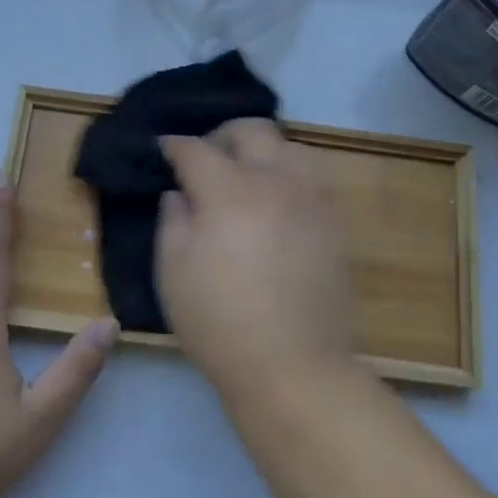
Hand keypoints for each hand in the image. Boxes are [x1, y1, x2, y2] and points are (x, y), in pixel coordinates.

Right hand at [156, 121, 355, 400]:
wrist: (292, 366)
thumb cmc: (219, 322)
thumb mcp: (173, 273)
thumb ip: (172, 221)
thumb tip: (179, 193)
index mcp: (229, 191)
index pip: (196, 149)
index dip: (174, 145)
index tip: (163, 149)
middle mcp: (275, 181)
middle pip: (251, 130)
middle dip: (221, 135)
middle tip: (206, 158)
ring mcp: (311, 199)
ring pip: (290, 146)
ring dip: (262, 150)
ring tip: (247, 175)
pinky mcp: (334, 222)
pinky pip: (312, 177)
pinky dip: (289, 174)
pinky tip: (277, 201)